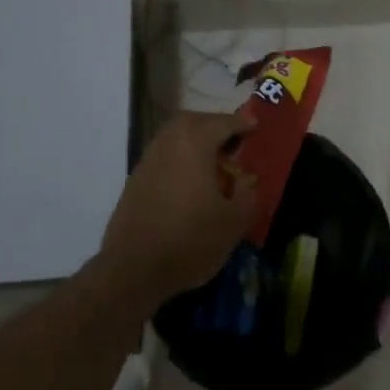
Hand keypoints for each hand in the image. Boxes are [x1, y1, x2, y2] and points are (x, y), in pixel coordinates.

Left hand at [99, 110, 258, 312]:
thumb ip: (247, 196)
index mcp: (195, 142)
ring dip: (195, 140)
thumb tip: (247, 183)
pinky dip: (180, 157)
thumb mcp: (233, 222)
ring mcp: (149, 158)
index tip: (255, 125)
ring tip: (213, 160)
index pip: (223, 123)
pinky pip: (164, 154)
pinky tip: (189, 180)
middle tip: (232, 139)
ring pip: (176, 136)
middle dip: (215, 125)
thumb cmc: (189, 239)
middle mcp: (169, 141)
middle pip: (194, 121)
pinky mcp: (136, 178)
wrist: (133, 268)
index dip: (242, 123)